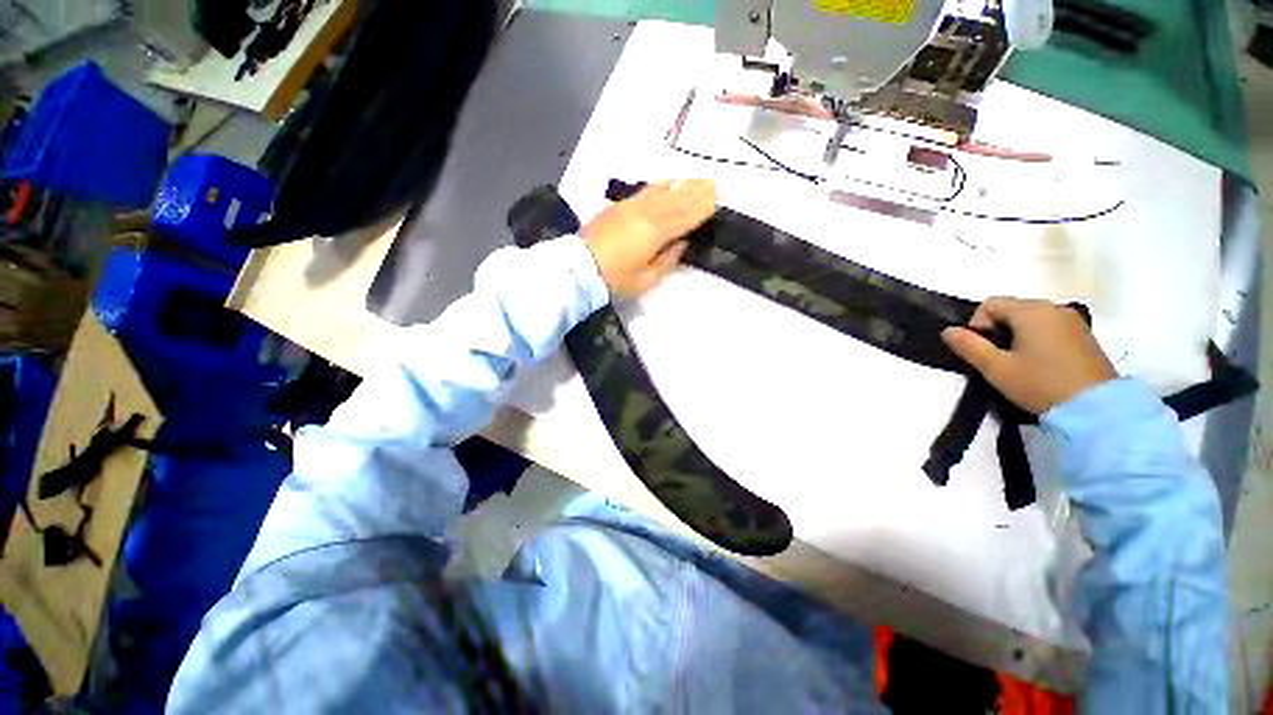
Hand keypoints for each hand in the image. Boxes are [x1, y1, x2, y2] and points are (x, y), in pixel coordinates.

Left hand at [582, 179, 715, 300]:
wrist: (578, 268)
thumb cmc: (614, 279)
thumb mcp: (646, 279)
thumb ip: (667, 260)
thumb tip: (682, 243)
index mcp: (656, 233)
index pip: (686, 216)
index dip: (703, 206)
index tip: (719, 194)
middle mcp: (647, 214)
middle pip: (678, 200)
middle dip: (697, 189)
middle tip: (715, 176)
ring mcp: (632, 207)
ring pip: (663, 192)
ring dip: (682, 184)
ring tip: (697, 175)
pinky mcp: (619, 207)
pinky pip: (645, 191)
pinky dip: (659, 185)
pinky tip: (667, 180)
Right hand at [942, 297, 1116, 413]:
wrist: (1097, 409)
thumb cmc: (1040, 384)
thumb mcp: (996, 368)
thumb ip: (969, 346)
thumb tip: (948, 331)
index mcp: (1031, 311)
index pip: (989, 304)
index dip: (976, 325)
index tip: (982, 351)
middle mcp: (1053, 307)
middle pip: (1011, 309)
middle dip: (997, 330)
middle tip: (998, 360)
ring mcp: (1073, 321)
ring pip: (1031, 319)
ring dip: (1017, 336)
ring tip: (1019, 364)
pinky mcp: (1085, 335)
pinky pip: (1050, 328)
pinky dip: (1038, 340)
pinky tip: (1041, 364)